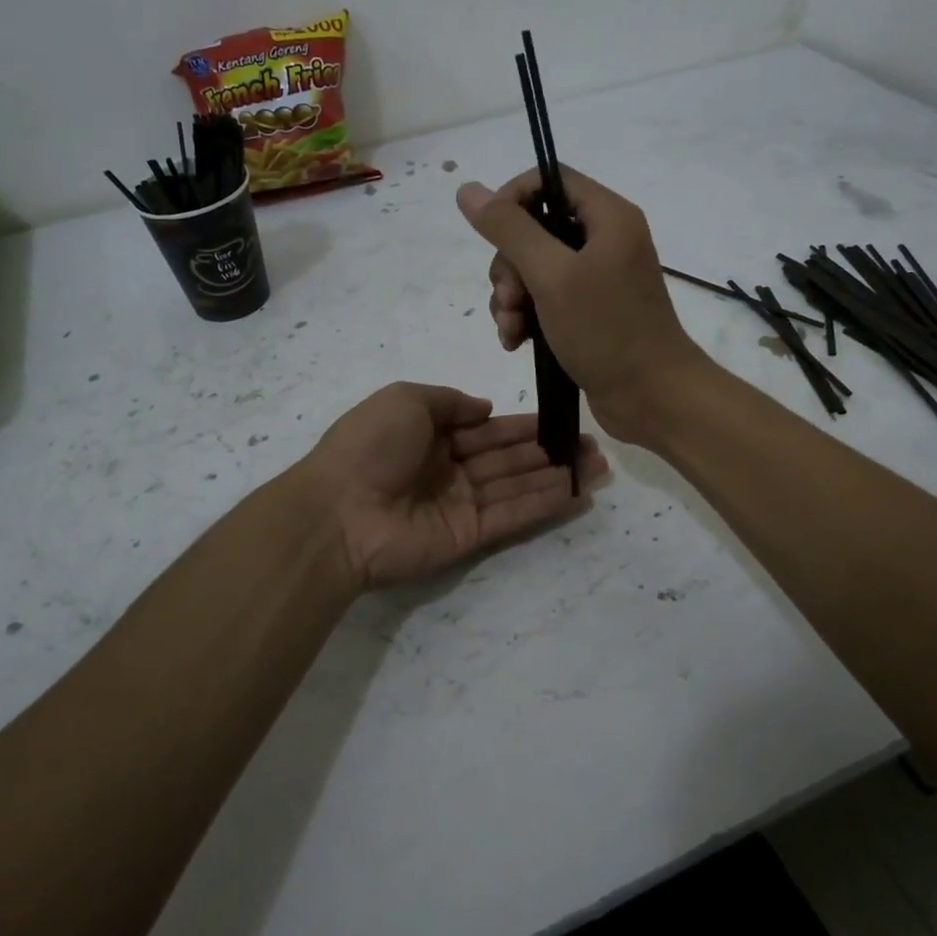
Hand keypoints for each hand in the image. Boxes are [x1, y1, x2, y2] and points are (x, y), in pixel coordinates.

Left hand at [303, 382, 607, 589]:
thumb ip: (450, 401)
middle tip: (593, 445)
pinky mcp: (468, 536)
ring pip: (517, 485)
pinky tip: (576, 491)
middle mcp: (449, 469)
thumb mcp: (406, 399)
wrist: (338, 512)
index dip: (523, 425)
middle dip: (549, 450)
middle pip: (508, 458)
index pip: (488, 429)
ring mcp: (459, 504)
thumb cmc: (370, 445)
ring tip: (598, 466)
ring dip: (556, 476)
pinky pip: (512, 515)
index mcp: (431, 435)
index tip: (561, 419)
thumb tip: (486, 408)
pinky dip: (544, 503)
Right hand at [456, 168, 709, 442]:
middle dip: (509, 265)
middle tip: (510, 300)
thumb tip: (468, 190)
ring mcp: (597, 278)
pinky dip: (525, 316)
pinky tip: (515, 342)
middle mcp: (604, 240)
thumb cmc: (606, 330)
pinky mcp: (589, 312)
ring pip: (534, 268)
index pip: (549, 179)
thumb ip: (510, 230)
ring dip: (512, 297)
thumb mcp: (552, 276)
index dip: (512, 199)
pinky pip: (544, 299)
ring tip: (511, 329)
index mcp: (608, 217)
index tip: (489, 234)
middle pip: (535, 228)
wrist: (652, 397)